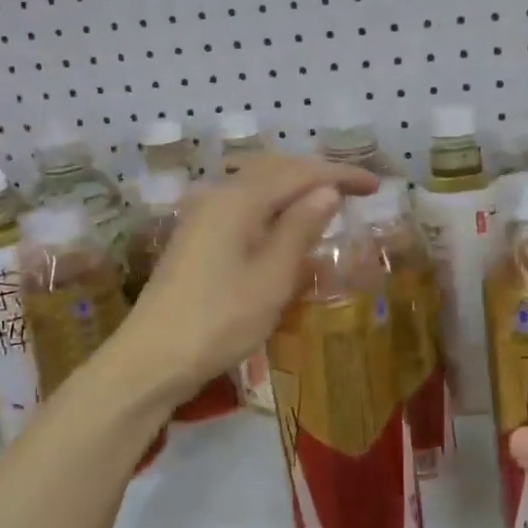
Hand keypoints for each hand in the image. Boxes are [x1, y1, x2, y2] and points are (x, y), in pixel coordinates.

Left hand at [114, 154, 378, 403]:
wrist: (152, 358)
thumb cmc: (220, 320)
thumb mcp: (272, 277)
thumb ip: (300, 228)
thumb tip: (327, 191)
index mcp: (239, 198)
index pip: (300, 172)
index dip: (340, 175)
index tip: (375, 186)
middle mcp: (218, 194)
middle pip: (275, 169)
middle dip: (317, 174)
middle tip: (354, 190)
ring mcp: (202, 215)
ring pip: (257, 186)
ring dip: (293, 187)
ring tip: (325, 202)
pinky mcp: (196, 236)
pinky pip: (243, 205)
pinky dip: (272, 206)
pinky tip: (284, 226)